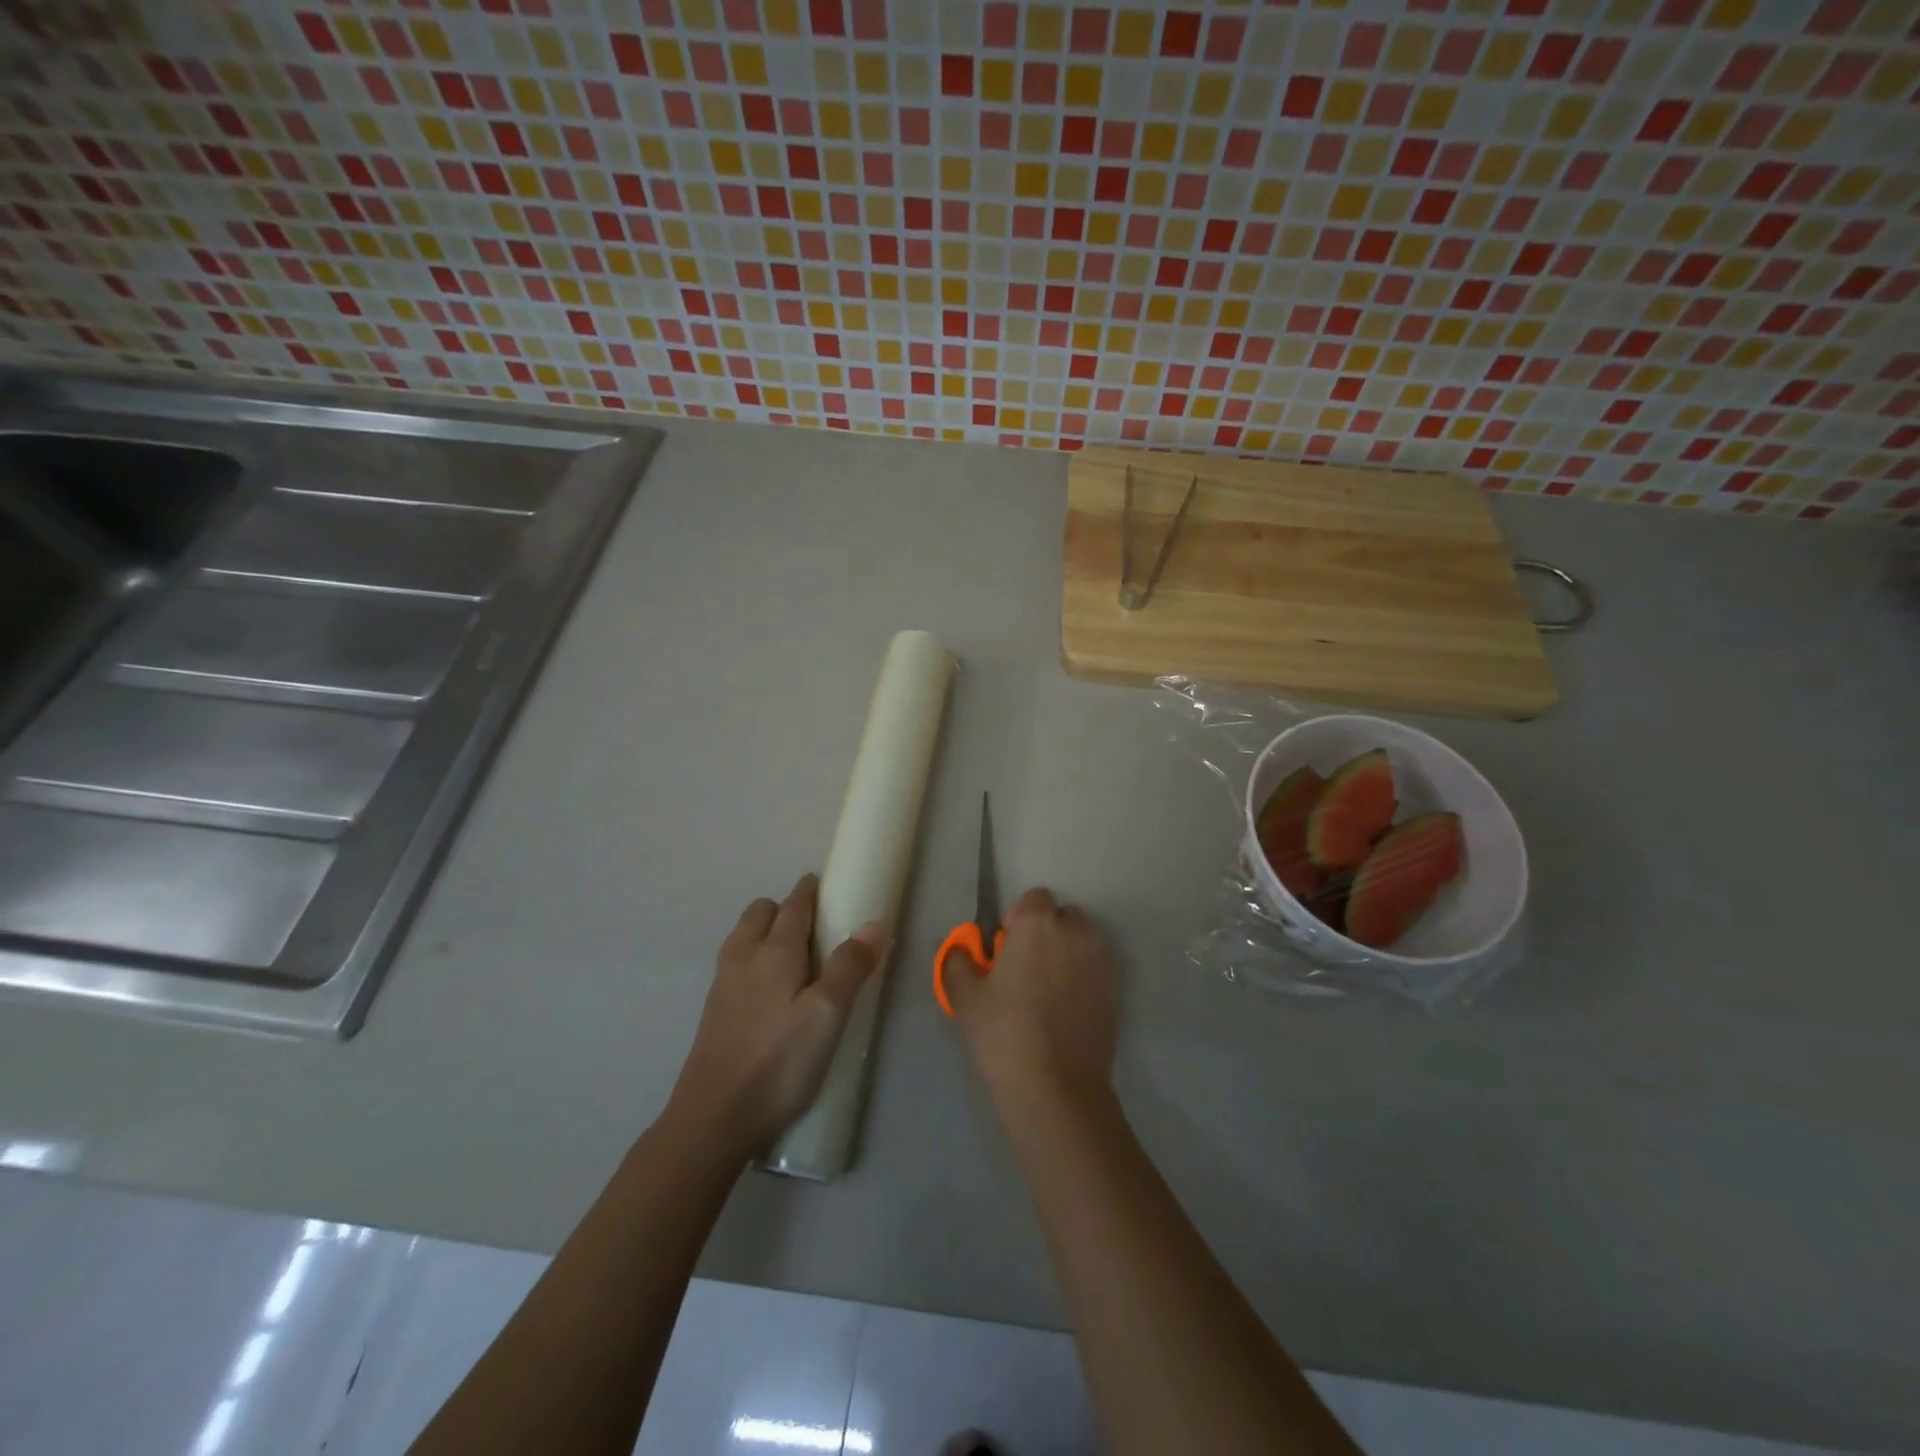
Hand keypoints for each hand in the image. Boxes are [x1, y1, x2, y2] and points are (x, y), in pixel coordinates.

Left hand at [669, 875, 885, 1157]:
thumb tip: (873, 924)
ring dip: (766, 931)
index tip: (826, 885)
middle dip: (785, 907)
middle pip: (761, 912)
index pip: (794, 905)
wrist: (713, 1118)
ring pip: (744, 936)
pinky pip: (736, 963)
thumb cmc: (779, 1062)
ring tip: (794, 957)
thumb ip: (850, 967)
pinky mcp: (714, 1011)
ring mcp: (723, 983)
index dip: (810, 891)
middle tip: (815, 927)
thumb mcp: (827, 1014)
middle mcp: (744, 956)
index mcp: (775, 951)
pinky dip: (754, 958)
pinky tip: (770, 991)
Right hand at [944, 887, 1118, 1111]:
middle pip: (1062, 916)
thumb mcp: (966, 998)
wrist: (1057, 1089)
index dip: (1019, 919)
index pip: (1033, 898)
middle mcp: (1076, 932)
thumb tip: (962, 950)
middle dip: (1046, 933)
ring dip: (1068, 952)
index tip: (1006, 950)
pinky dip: (1084, 976)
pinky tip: (1067, 1009)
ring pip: (1083, 940)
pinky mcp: (1117, 989)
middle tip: (1025, 970)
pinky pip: (1097, 967)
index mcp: (1038, 924)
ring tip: (1048, 991)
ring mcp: (1102, 960)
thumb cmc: (1004, 1035)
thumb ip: (958, 961)